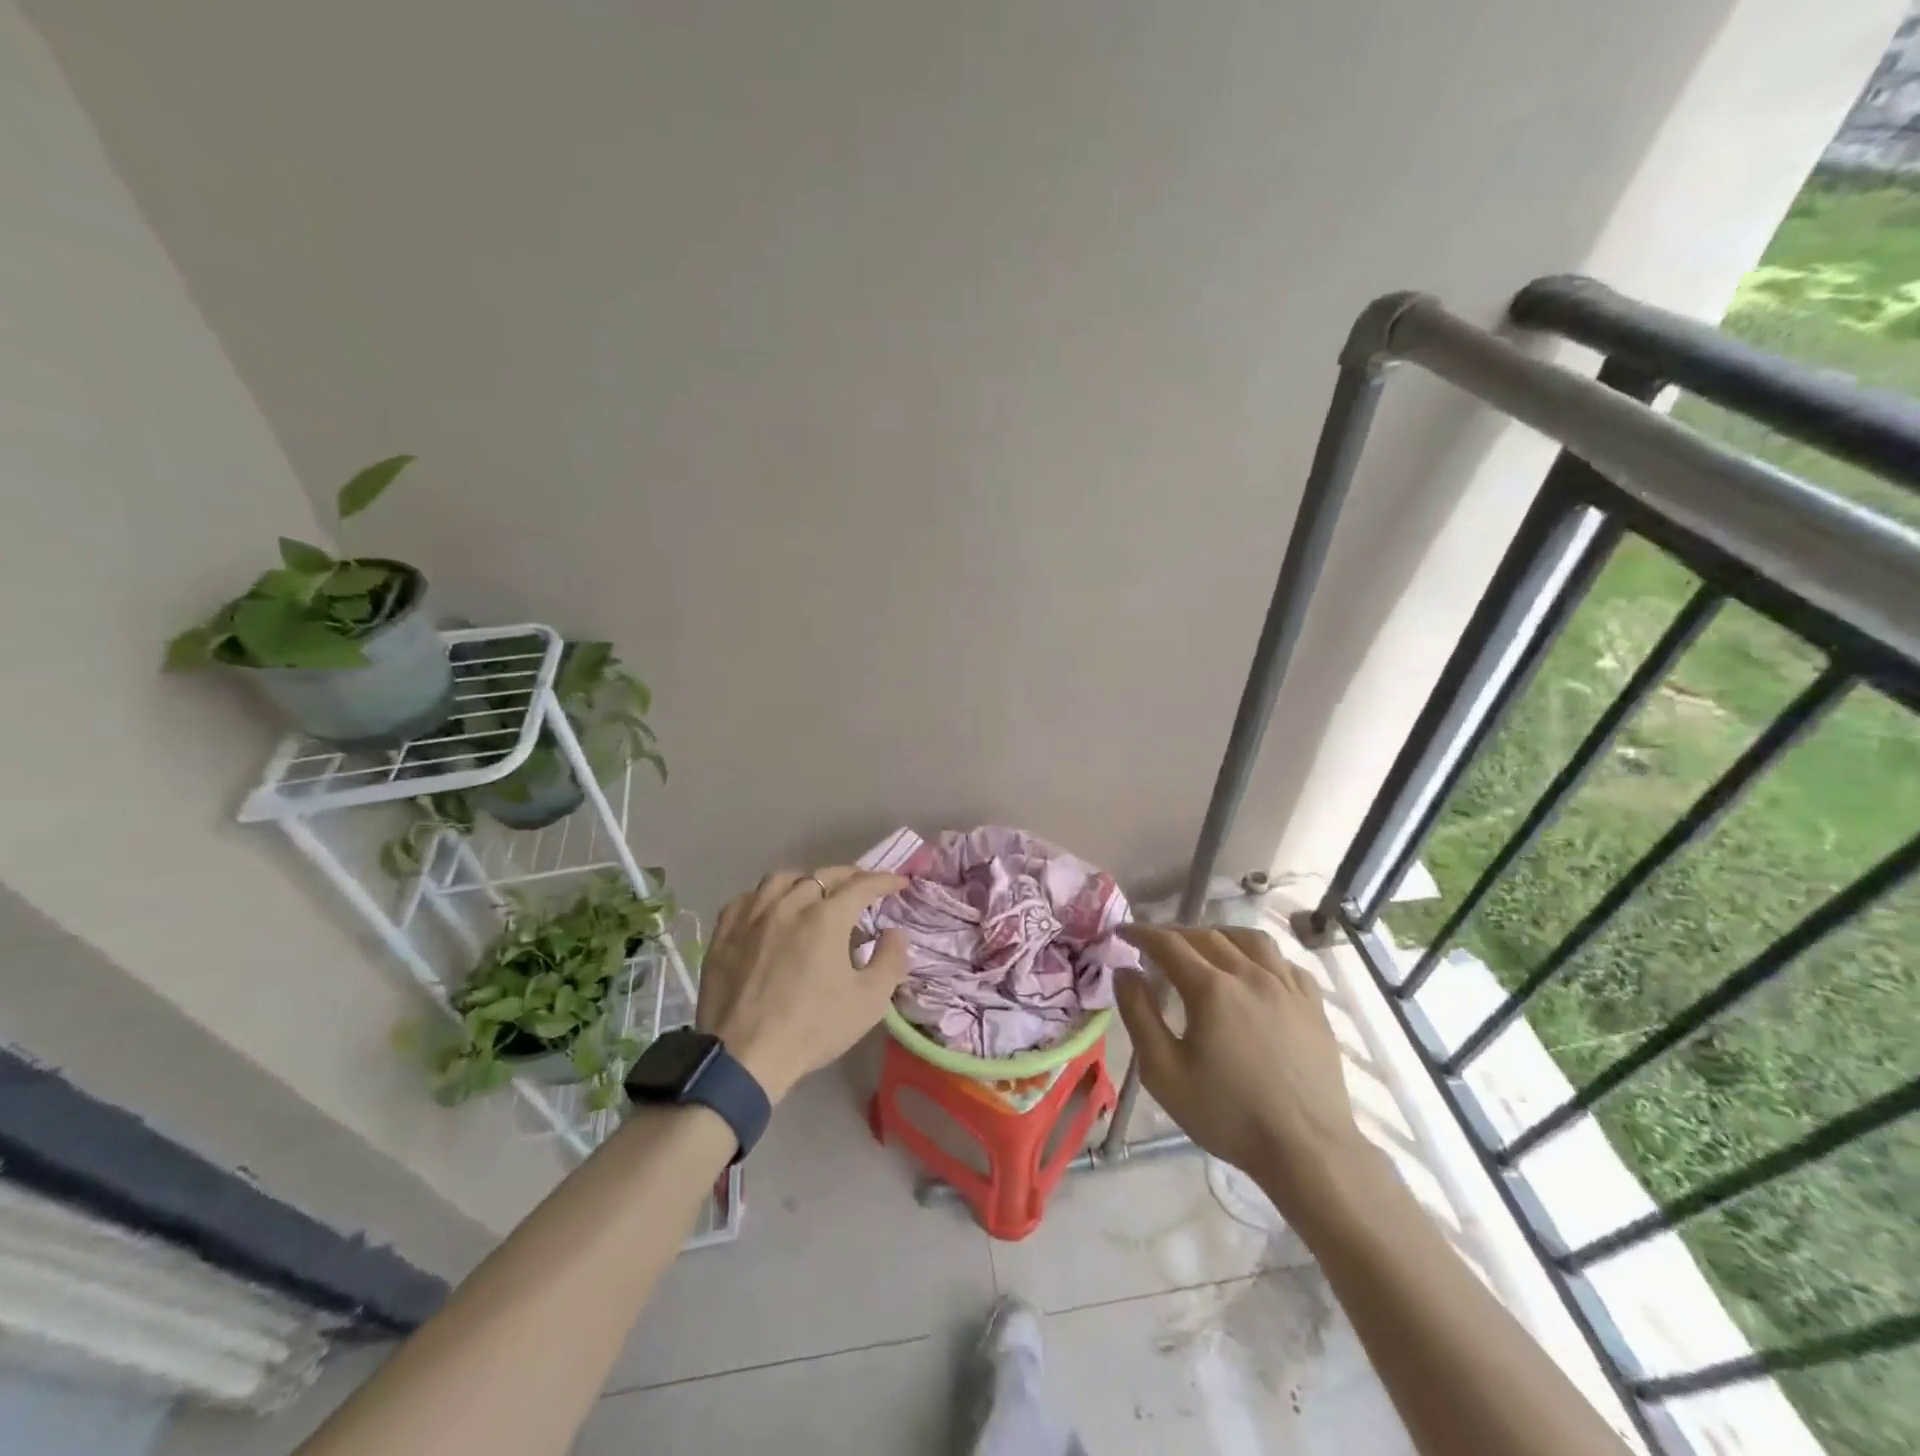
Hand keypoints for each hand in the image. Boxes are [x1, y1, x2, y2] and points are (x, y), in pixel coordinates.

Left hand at [697, 867, 909, 1102]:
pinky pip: (747, 898)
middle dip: (849, 876)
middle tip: (862, 886)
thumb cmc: (812, 1028)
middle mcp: (788, 904)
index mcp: (826, 918)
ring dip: (805, 881)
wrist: (744, 1057)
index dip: (884, 881)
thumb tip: (894, 933)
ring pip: (782, 879)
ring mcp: (752, 916)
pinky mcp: (724, 933)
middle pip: (822, 875)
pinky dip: (765, 897)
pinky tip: (769, 909)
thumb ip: (891, 960)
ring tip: (814, 894)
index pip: (862, 885)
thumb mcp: (869, 1002)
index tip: (899, 883)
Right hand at [1116, 925, 1366, 1220]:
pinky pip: (1284, 962)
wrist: (1307, 1150)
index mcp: (1211, 989)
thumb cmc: (1228, 1114)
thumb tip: (1125, 971)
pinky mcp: (1313, 1005)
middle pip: (1207, 936)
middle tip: (1155, 944)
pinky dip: (1260, 956)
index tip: (1122, 932)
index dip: (1141, 933)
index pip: (1168, 944)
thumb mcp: (1164, 1072)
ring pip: (1250, 939)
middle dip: (1175, 933)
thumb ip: (1139, 1014)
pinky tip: (1254, 970)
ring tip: (1205, 946)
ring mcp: (1287, 987)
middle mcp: (1250, 975)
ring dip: (1219, 934)